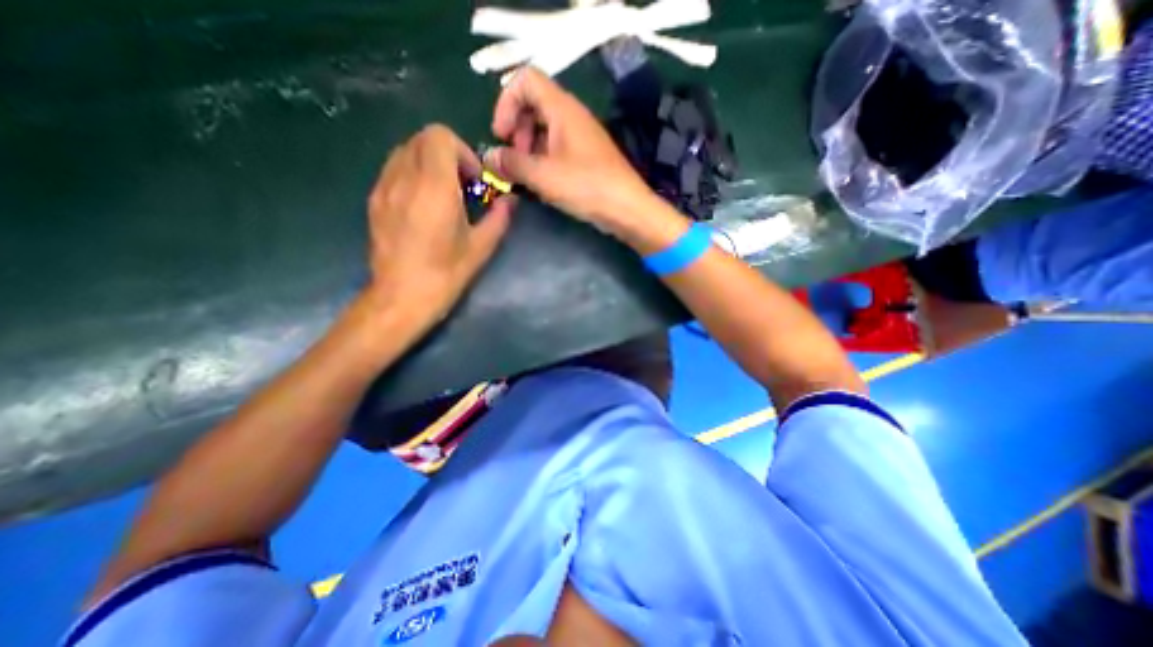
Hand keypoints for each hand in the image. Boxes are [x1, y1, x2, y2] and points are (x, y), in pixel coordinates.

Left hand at [366, 125, 511, 327]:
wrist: (400, 298)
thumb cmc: (445, 274)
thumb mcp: (481, 248)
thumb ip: (499, 217)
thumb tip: (511, 200)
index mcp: (435, 188)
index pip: (440, 136)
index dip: (462, 152)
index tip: (474, 181)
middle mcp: (405, 179)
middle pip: (422, 139)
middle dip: (448, 155)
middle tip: (463, 186)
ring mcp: (384, 188)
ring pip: (405, 151)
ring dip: (429, 163)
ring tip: (443, 195)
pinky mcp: (374, 200)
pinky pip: (394, 169)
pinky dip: (413, 174)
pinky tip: (423, 206)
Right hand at [483, 66, 651, 233]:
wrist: (626, 208)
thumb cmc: (587, 187)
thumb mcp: (543, 176)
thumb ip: (512, 163)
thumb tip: (490, 157)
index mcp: (562, 109)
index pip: (525, 79)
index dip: (506, 102)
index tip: (501, 135)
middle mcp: (572, 116)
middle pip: (533, 105)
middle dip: (516, 129)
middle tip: (514, 159)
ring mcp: (580, 137)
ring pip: (544, 129)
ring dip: (528, 148)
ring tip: (526, 175)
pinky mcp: (585, 157)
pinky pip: (557, 148)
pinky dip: (543, 159)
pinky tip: (541, 183)